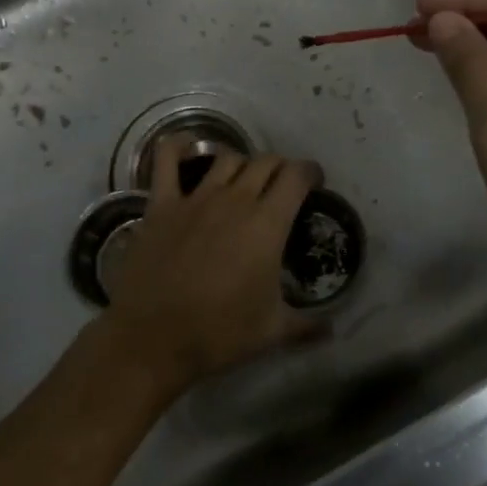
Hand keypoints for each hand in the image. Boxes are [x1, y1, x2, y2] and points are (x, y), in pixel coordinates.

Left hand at [100, 140, 321, 395]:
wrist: (153, 339)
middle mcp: (235, 199)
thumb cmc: (219, 334)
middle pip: (266, 162)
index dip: (310, 173)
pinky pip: (167, 160)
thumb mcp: (272, 332)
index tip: (314, 183)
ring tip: (244, 180)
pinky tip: (185, 146)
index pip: (296, 176)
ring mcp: (196, 198)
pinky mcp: (162, 204)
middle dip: (280, 168)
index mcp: (268, 224)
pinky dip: (177, 147)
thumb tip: (333, 329)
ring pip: (227, 158)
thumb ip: (307, 325)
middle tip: (282, 187)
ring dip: (242, 163)